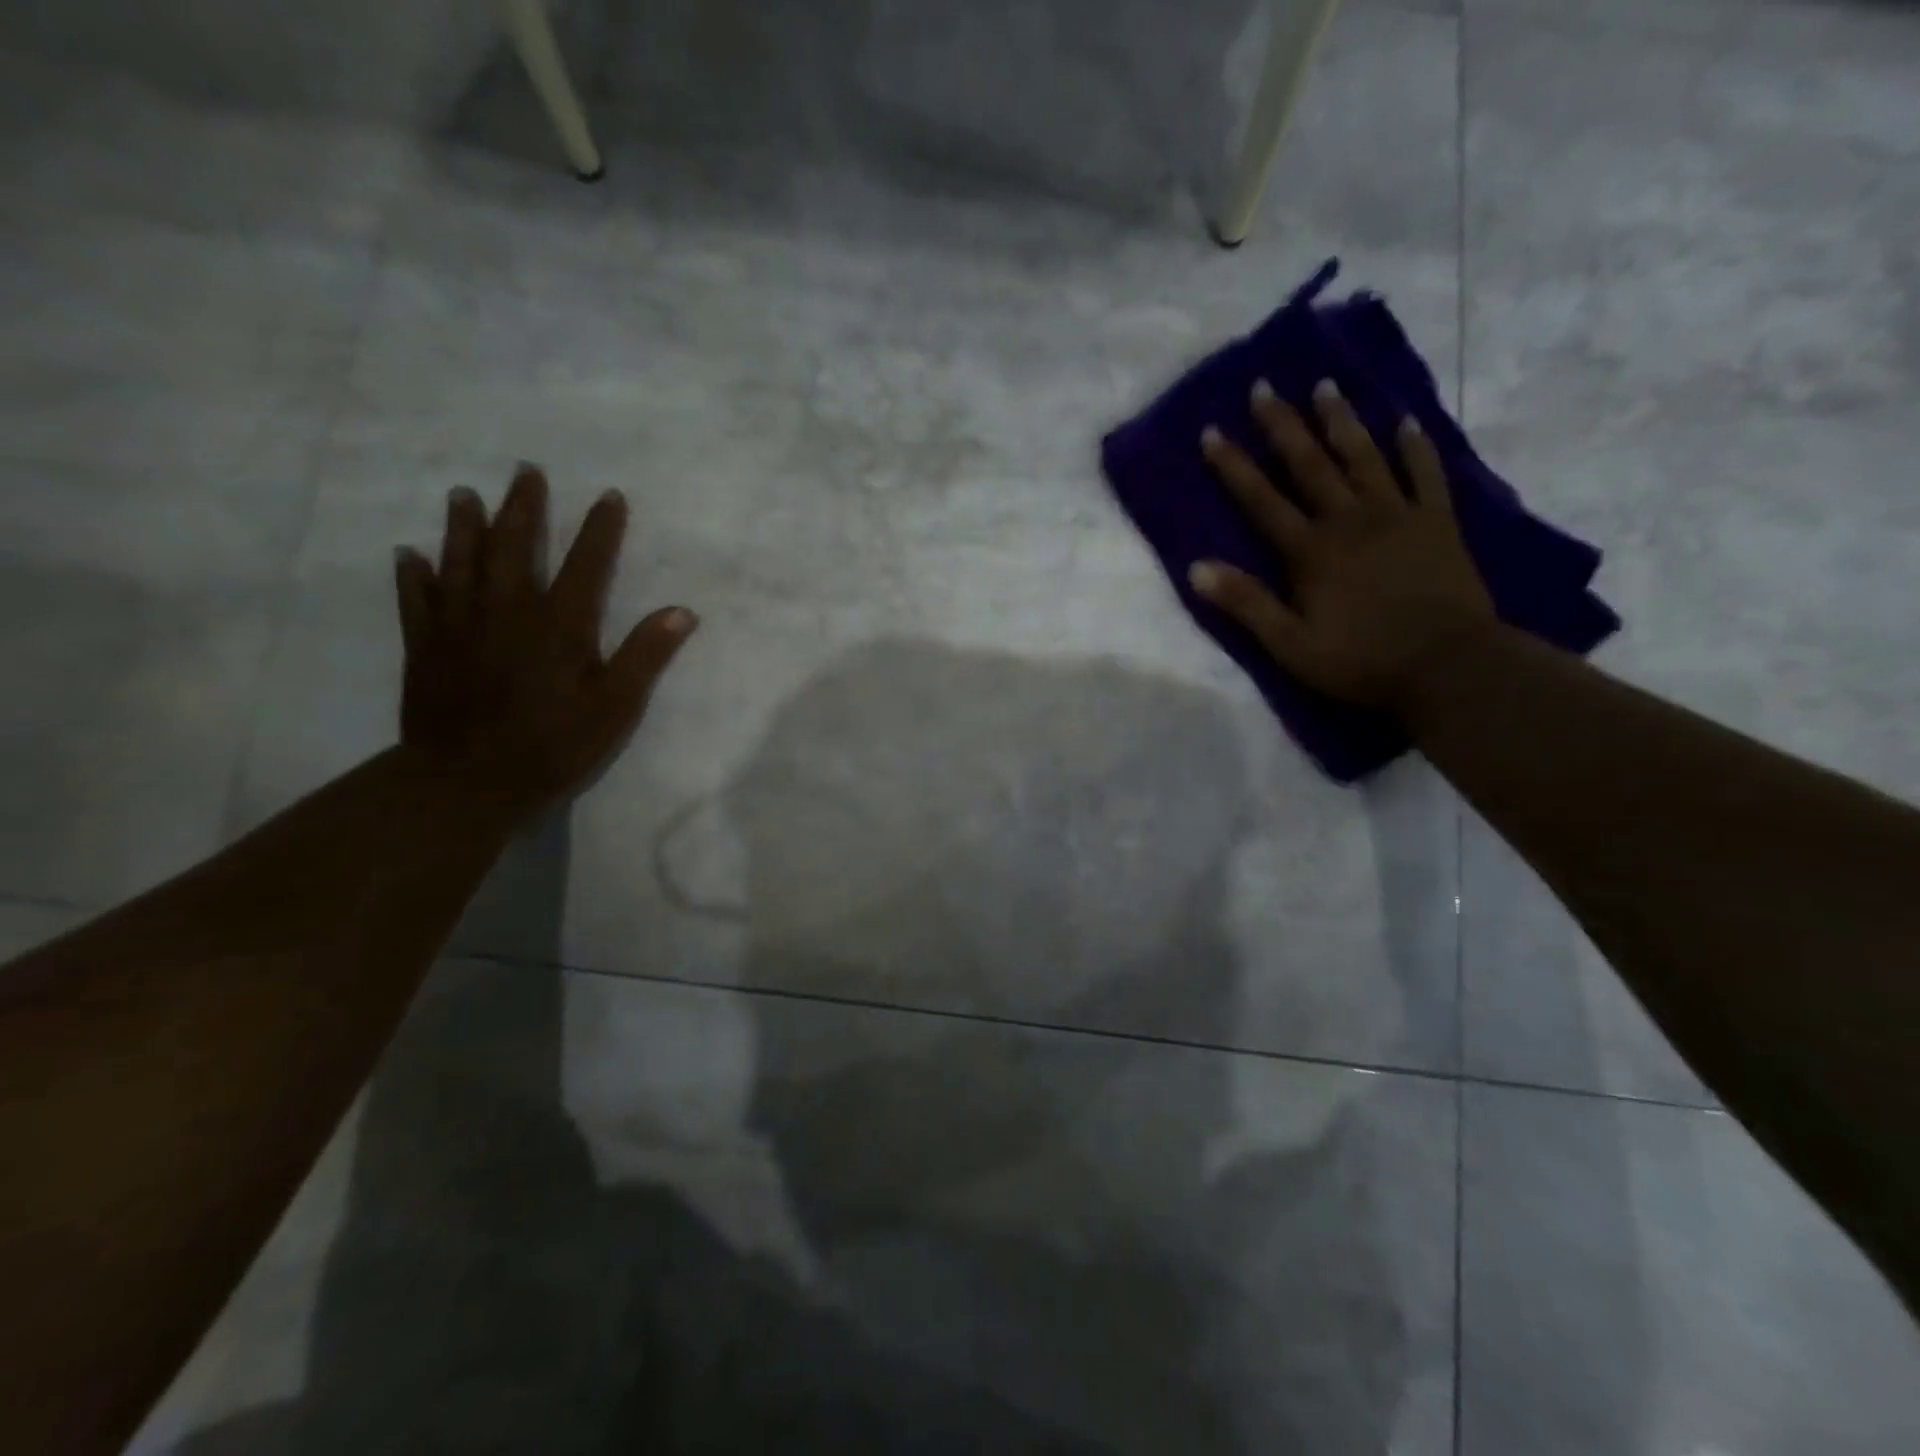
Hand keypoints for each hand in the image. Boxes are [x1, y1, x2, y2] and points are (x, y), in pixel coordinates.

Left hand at [392, 464, 696, 818]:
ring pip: (460, 561)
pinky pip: (416, 599)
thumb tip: (682, 611)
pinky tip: (409, 555)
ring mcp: (459, 625)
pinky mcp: (425, 645)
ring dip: (464, 525)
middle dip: (523, 507)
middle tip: (525, 471)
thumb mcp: (615, 707)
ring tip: (464, 494)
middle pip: (514, 546)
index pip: (585, 563)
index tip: (609, 496)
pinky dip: (413, 574)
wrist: (467, 782)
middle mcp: (507, 610)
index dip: (600, 529)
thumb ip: (645, 656)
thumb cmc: (552, 746)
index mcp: (559, 624)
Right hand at [1188, 378, 1495, 712]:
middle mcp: (1350, 519)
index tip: (1212, 431)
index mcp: (1310, 551)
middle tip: (1264, 386)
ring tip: (1326, 385)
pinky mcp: (1437, 522)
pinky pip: (1425, 473)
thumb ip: (1246, 604)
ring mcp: (1397, 515)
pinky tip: (1405, 421)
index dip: (1234, 465)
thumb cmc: (1359, 660)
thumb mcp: (1289, 645)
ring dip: (1342, 420)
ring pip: (1363, 456)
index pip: (1262, 499)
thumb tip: (1196, 568)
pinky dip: (1414, 446)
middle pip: (1310, 464)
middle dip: (1283, 425)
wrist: (1448, 666)